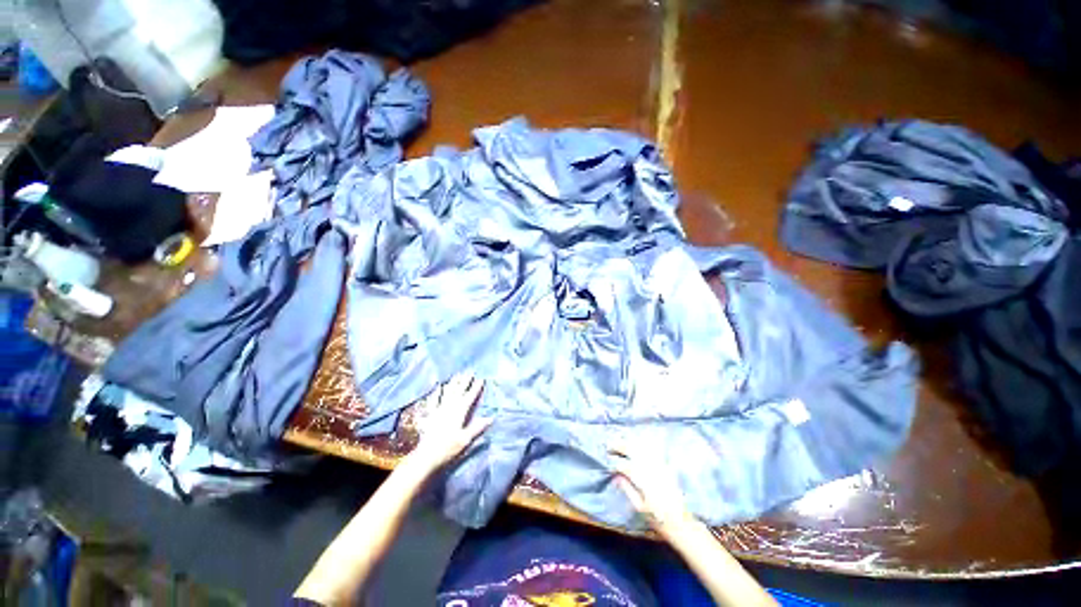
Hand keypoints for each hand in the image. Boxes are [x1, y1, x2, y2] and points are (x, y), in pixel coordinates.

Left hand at [406, 375, 489, 473]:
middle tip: (469, 371)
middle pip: (459, 391)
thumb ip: (477, 428)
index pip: (470, 397)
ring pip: (448, 393)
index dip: (476, 388)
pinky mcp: (431, 415)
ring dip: (453, 383)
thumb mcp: (465, 440)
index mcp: (459, 412)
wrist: (426, 457)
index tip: (481, 379)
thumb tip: (491, 418)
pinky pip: (435, 400)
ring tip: (457, 375)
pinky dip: (437, 393)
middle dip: (465, 381)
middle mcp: (449, 408)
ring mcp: (439, 410)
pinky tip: (438, 387)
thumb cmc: (448, 449)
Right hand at [610, 441, 696, 534]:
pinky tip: (638, 443)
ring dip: (631, 443)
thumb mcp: (639, 508)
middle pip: (635, 452)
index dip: (616, 464)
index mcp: (644, 482)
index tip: (608, 463)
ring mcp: (661, 467)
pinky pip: (654, 451)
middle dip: (621, 446)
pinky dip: (644, 445)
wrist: (681, 524)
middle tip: (610, 445)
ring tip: (621, 441)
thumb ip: (628, 489)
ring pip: (644, 449)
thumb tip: (616, 476)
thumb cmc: (657, 519)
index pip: (626, 466)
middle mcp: (652, 471)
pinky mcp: (667, 468)